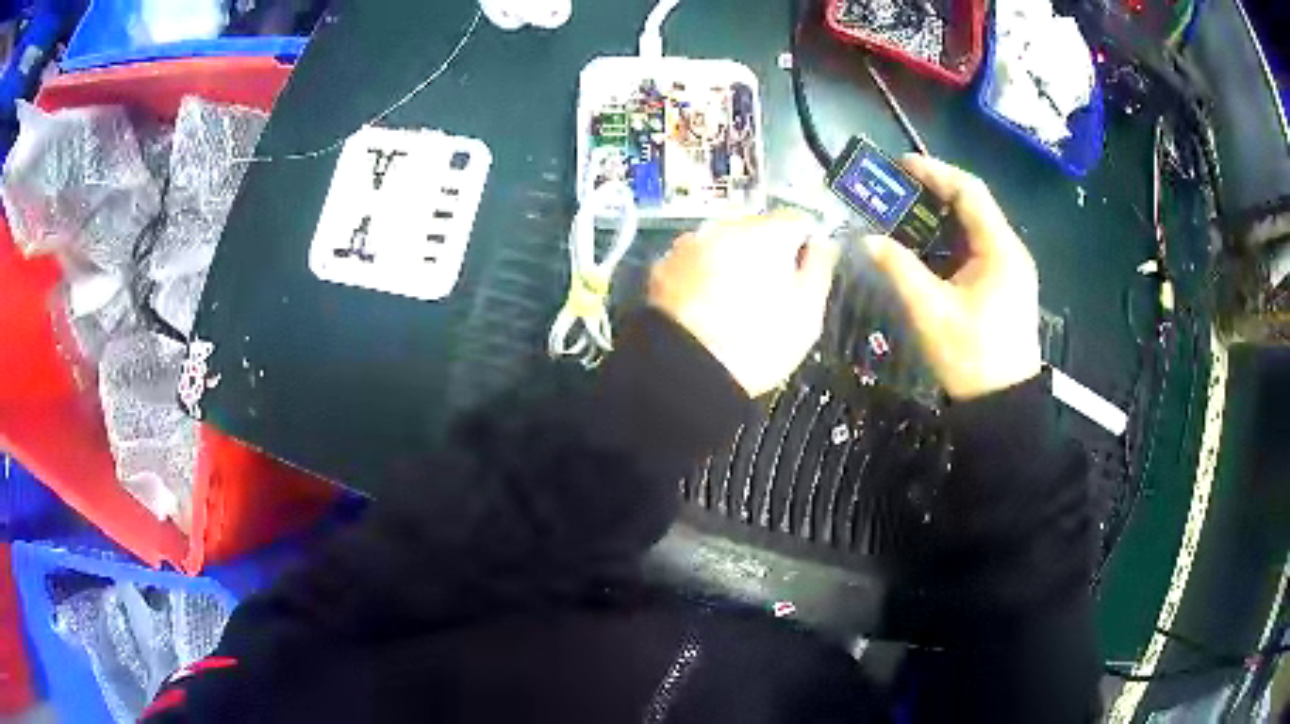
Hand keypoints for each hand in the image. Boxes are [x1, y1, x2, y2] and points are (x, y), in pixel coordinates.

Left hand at [648, 211, 838, 397]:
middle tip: (771, 295)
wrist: (685, 372)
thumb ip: (821, 267)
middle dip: (766, 254)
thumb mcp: (807, 312)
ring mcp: (688, 245)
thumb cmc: (753, 345)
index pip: (798, 220)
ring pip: (723, 244)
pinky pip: (694, 262)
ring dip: (732, 263)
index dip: (807, 244)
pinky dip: (702, 277)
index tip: (805, 270)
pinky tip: (707, 308)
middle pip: (757, 229)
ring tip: (735, 306)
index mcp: (766, 233)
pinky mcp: (662, 267)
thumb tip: (824, 245)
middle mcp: (724, 227)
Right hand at [865, 155, 1041, 400]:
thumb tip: (866, 240)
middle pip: (972, 206)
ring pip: (972, 228)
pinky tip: (923, 248)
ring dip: (938, 218)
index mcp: (1000, 249)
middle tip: (894, 190)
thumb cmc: (972, 357)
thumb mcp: (931, 311)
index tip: (900, 165)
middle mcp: (1009, 251)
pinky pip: (973, 250)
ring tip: (901, 215)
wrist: (1002, 407)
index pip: (969, 191)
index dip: (934, 172)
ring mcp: (1008, 269)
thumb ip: (899, 268)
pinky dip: (947, 242)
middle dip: (932, 193)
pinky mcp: (1002, 286)